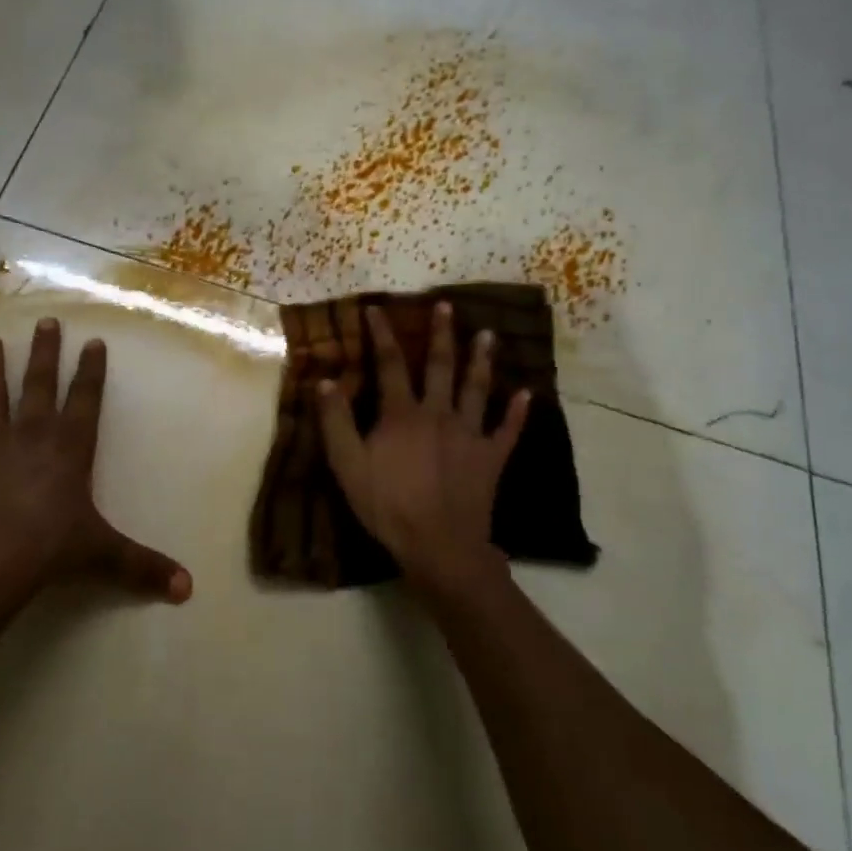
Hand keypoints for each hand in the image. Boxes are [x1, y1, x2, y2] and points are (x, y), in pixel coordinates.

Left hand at [0, 317, 193, 607]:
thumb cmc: (52, 548)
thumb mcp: (105, 556)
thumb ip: (143, 567)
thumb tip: (188, 590)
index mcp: (68, 449)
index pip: (85, 401)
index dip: (91, 372)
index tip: (93, 342)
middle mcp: (29, 438)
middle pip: (39, 387)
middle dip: (44, 354)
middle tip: (45, 322)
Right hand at [317, 301, 528, 601]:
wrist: (439, 544)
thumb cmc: (387, 505)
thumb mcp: (347, 465)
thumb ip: (336, 421)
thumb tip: (324, 380)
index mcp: (401, 414)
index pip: (389, 364)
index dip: (382, 335)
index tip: (376, 309)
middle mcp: (438, 413)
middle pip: (440, 366)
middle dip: (441, 334)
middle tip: (447, 306)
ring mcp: (469, 434)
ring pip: (476, 388)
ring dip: (482, 360)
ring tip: (488, 334)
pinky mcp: (491, 457)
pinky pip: (507, 430)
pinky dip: (517, 412)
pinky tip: (527, 394)